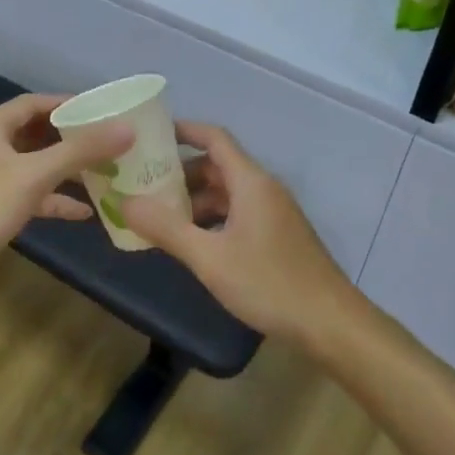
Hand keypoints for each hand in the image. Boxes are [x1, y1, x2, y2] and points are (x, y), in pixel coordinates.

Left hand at [0, 93, 132, 302]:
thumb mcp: (35, 174)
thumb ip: (81, 151)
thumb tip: (128, 129)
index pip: (32, 103)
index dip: (67, 104)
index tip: (103, 110)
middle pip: (35, 133)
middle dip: (71, 137)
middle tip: (110, 139)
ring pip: (35, 166)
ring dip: (67, 169)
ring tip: (105, 171)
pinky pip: (32, 196)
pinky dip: (56, 200)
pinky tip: (85, 212)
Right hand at [122, 122, 355, 345]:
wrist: (329, 322)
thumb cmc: (268, 283)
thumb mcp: (209, 258)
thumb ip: (166, 229)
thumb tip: (125, 202)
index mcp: (250, 182)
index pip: (214, 138)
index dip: (183, 131)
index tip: (149, 136)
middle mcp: (264, 189)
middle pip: (217, 166)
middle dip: (180, 173)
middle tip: (143, 185)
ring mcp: (273, 213)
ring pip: (227, 193)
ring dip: (195, 200)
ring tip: (160, 218)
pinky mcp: (278, 236)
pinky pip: (238, 214)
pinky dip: (212, 219)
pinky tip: (193, 243)